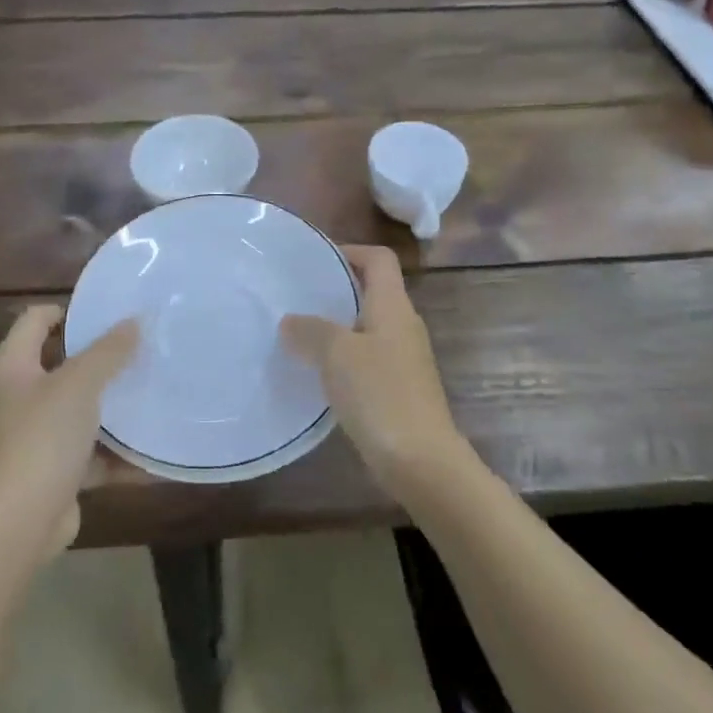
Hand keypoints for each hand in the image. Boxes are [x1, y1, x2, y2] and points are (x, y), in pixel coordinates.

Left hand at [0, 306, 138, 556]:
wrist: (19, 524)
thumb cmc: (42, 439)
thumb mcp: (80, 385)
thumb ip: (108, 351)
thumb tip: (134, 321)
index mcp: (13, 367)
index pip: (35, 320)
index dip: (68, 310)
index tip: (109, 312)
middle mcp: (19, 398)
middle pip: (62, 364)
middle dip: (101, 359)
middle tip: (141, 348)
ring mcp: (35, 437)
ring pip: (80, 410)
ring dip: (113, 406)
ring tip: (153, 391)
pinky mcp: (53, 472)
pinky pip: (91, 453)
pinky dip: (117, 454)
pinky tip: (153, 452)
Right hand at [280, 245, 469, 499]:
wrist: (421, 461)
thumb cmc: (381, 394)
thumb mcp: (337, 354)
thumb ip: (311, 330)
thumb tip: (291, 321)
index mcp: (393, 306)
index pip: (379, 259)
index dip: (350, 251)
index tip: (315, 260)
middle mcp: (403, 325)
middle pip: (372, 291)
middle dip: (336, 289)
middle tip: (297, 296)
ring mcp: (404, 359)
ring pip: (367, 327)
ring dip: (337, 327)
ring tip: (299, 333)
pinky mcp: (399, 389)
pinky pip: (367, 359)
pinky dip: (343, 358)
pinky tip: (318, 374)